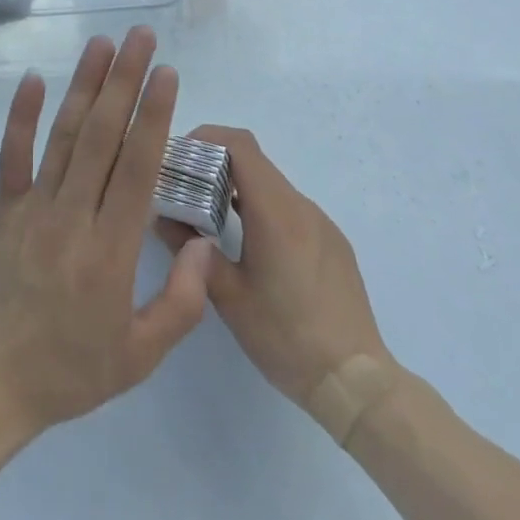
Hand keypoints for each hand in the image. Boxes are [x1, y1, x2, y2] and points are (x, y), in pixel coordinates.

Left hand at [0, 28, 215, 441]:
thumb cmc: (70, 369)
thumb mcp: (140, 356)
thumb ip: (182, 302)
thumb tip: (203, 243)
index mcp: (111, 250)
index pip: (137, 167)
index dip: (153, 116)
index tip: (166, 73)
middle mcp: (73, 216)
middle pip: (103, 136)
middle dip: (125, 80)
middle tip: (141, 37)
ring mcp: (34, 208)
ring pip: (64, 135)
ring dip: (85, 85)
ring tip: (102, 43)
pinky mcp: (4, 209)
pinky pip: (12, 156)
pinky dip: (21, 116)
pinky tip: (32, 79)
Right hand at [158, 125, 391, 405]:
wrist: (356, 381)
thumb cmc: (286, 337)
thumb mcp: (229, 297)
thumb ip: (192, 252)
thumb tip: (163, 218)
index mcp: (275, 211)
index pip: (240, 145)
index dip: (207, 137)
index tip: (180, 156)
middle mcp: (301, 206)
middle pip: (254, 162)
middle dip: (215, 164)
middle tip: (185, 188)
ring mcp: (321, 223)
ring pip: (272, 186)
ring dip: (238, 188)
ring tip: (210, 217)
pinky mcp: (332, 242)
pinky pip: (291, 209)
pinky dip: (262, 209)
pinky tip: (250, 246)